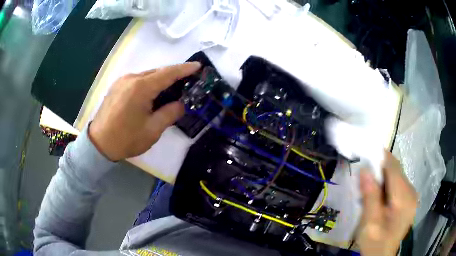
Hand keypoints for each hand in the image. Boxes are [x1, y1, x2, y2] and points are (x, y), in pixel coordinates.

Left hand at [89, 62, 200, 160]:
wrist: (98, 144)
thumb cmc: (126, 139)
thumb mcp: (152, 130)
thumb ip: (170, 113)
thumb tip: (180, 104)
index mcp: (141, 88)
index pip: (168, 73)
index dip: (184, 68)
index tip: (198, 66)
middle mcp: (131, 78)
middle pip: (157, 72)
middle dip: (174, 74)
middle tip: (187, 81)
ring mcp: (122, 81)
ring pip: (147, 75)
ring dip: (161, 80)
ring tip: (171, 89)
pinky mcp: (117, 86)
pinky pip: (138, 80)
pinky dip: (149, 83)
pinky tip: (152, 94)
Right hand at [357, 151, 417, 255]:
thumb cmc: (375, 242)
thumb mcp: (370, 223)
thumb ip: (370, 196)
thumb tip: (365, 170)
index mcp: (404, 198)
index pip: (394, 168)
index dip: (380, 157)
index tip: (364, 153)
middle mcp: (411, 192)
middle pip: (395, 171)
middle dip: (379, 170)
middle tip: (363, 179)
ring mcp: (411, 196)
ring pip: (396, 176)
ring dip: (382, 179)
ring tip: (368, 191)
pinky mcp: (408, 199)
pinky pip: (397, 185)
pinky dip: (386, 186)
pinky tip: (377, 198)